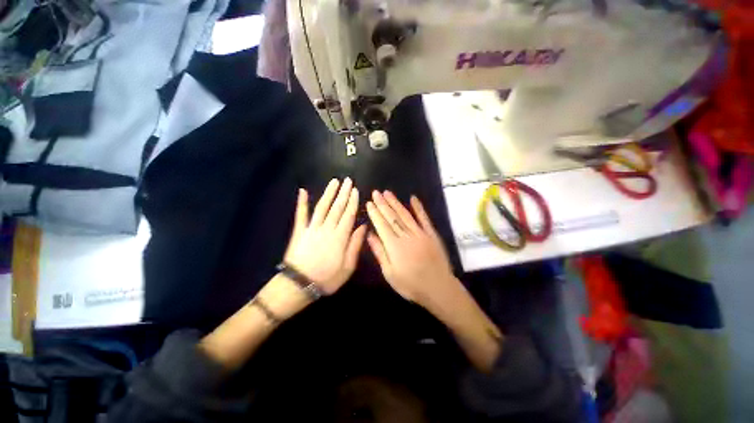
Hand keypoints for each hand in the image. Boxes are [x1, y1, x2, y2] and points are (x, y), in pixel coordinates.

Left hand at [284, 178, 366, 293]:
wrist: (299, 284)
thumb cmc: (327, 278)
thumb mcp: (348, 266)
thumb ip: (355, 245)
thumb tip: (363, 226)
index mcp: (340, 237)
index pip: (348, 215)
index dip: (352, 201)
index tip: (355, 190)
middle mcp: (327, 228)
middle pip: (337, 207)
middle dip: (343, 193)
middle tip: (348, 180)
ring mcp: (311, 228)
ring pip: (322, 207)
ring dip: (328, 193)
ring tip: (334, 181)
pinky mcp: (299, 231)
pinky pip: (301, 214)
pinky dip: (301, 202)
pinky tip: (303, 191)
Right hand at [365, 191, 457, 307]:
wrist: (439, 288)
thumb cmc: (411, 285)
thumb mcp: (390, 273)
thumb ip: (380, 252)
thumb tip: (370, 235)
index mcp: (394, 246)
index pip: (382, 225)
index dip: (375, 213)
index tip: (369, 203)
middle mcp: (406, 235)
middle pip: (392, 217)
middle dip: (383, 204)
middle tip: (376, 193)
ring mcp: (420, 233)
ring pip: (405, 215)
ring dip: (396, 203)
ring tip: (387, 193)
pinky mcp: (431, 234)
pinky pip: (424, 218)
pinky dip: (418, 208)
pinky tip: (413, 198)